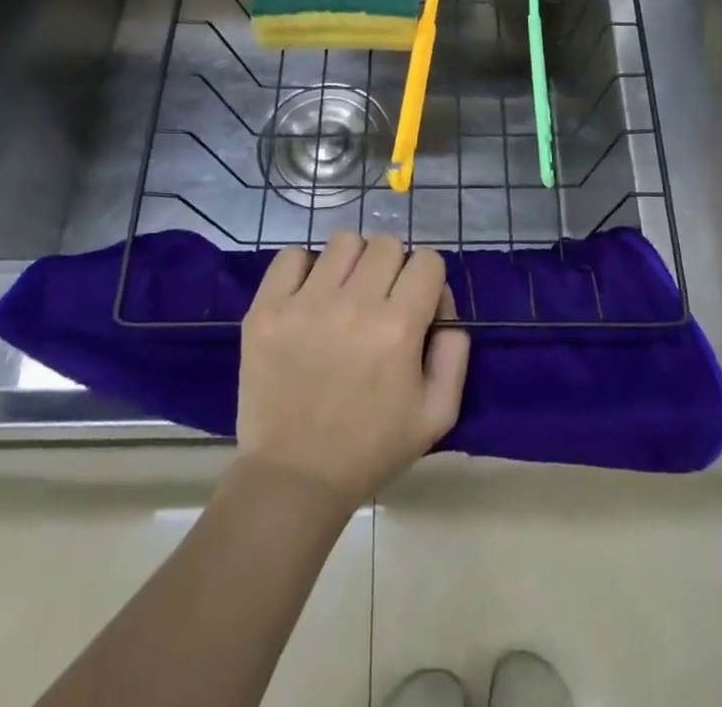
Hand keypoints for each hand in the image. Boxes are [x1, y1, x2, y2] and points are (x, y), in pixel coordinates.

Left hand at [236, 233, 468, 509]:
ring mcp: (305, 304)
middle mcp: (353, 305)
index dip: (428, 281)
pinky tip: (308, 298)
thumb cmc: (371, 448)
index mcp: (398, 328)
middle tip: (380, 301)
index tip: (417, 307)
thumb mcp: (437, 414)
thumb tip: (444, 306)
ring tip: (343, 296)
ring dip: (352, 263)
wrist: (294, 478)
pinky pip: (291, 256)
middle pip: (387, 244)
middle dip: (393, 267)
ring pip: (343, 241)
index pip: (428, 261)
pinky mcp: (266, 309)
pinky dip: (304, 269)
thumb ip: (455, 353)